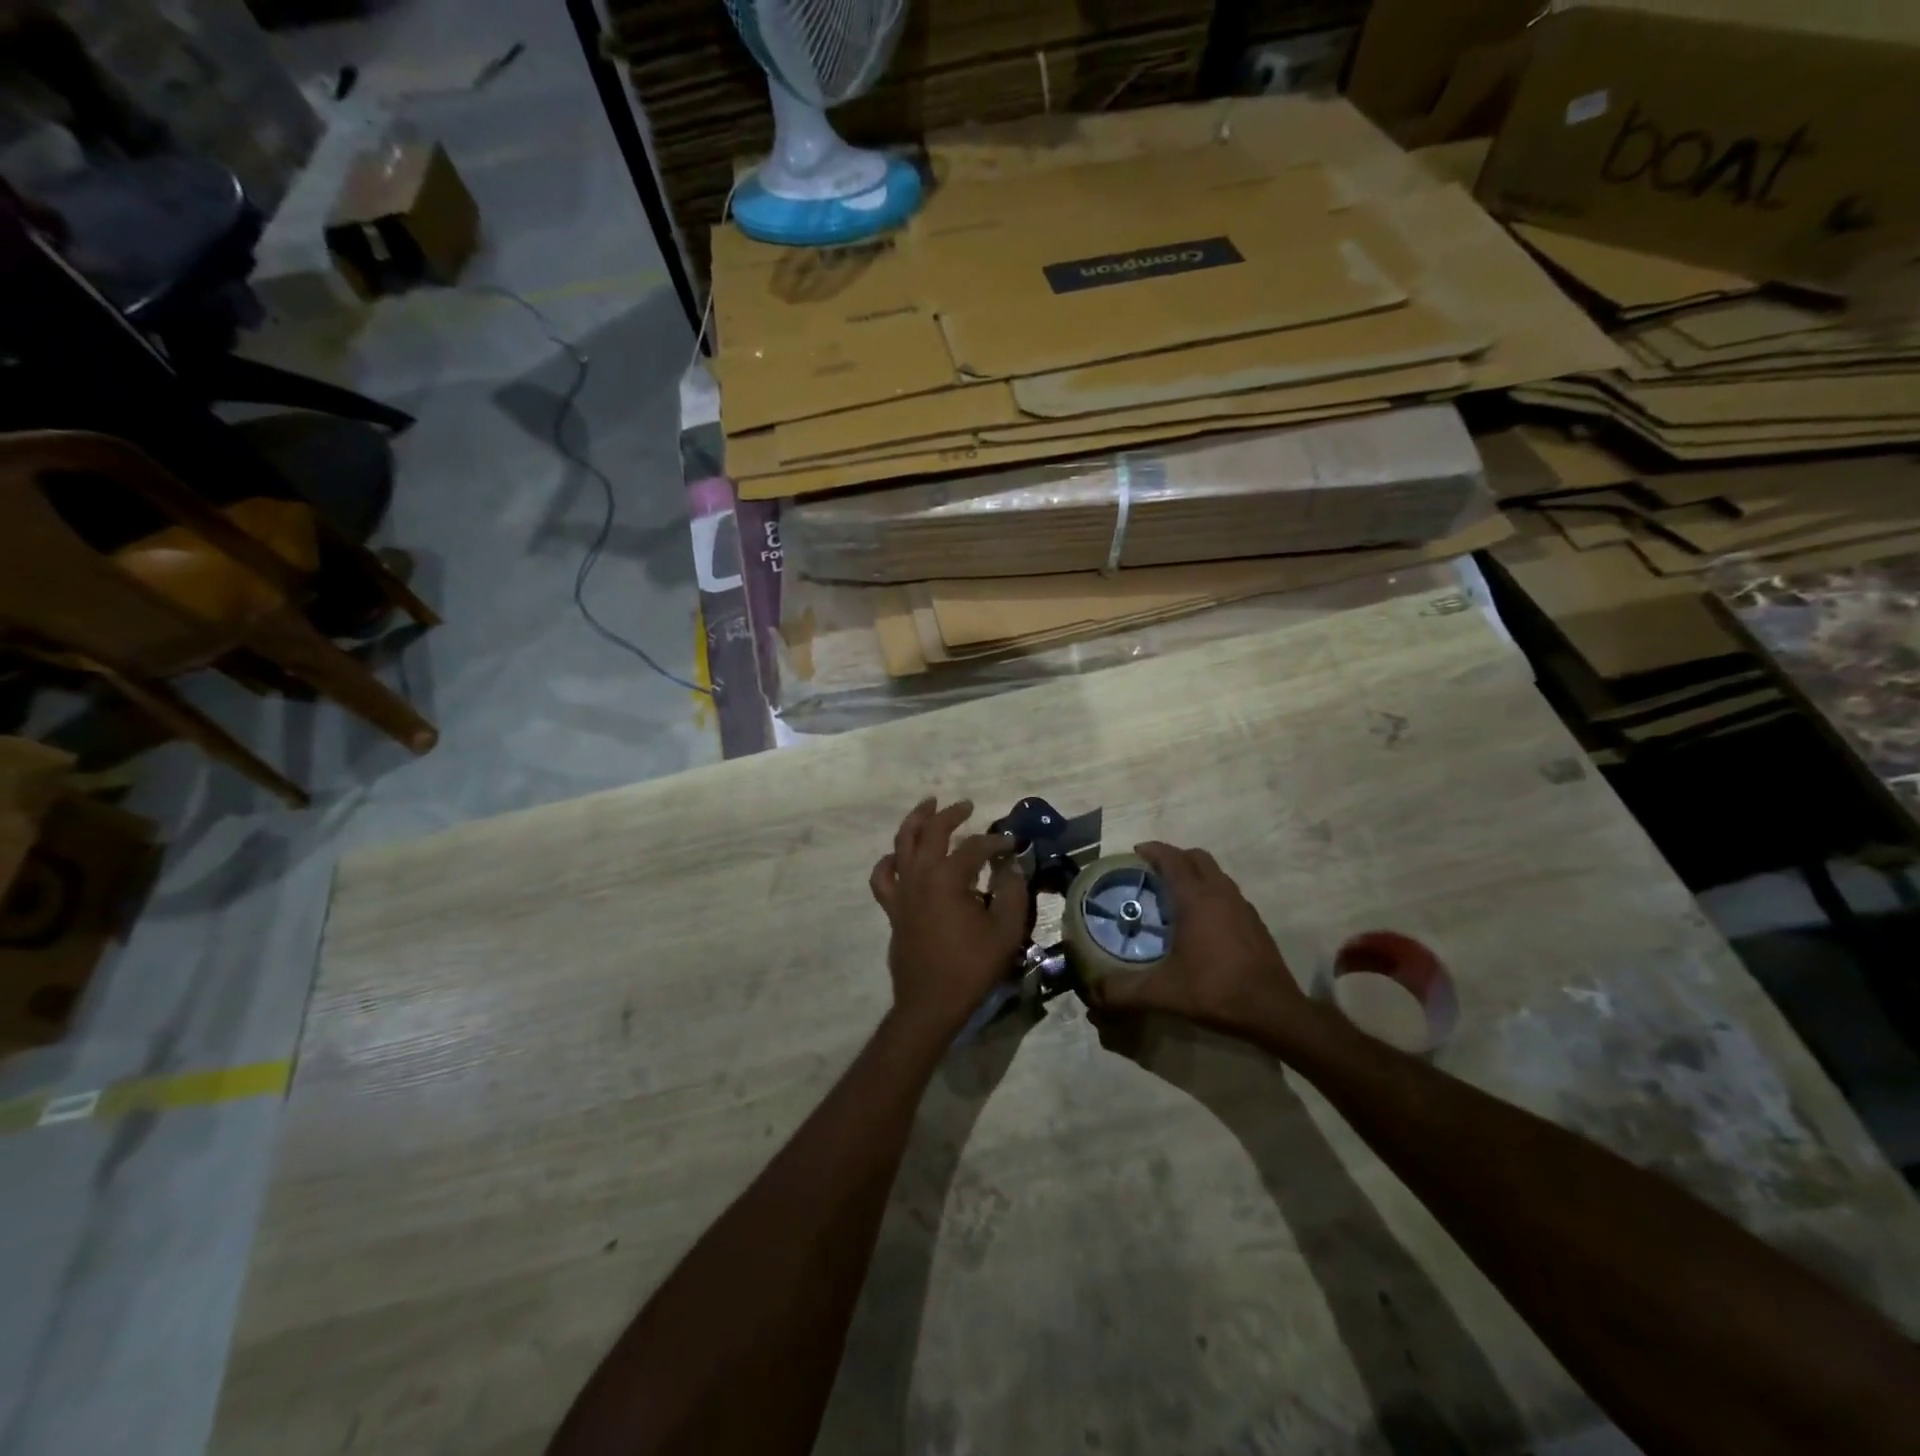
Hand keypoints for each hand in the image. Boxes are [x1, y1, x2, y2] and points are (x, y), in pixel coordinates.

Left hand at [870, 798, 1027, 1038]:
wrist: (931, 1003)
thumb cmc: (971, 967)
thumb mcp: (1006, 930)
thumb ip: (1013, 892)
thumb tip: (1011, 865)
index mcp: (948, 878)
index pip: (974, 847)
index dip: (995, 842)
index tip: (1011, 845)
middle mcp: (920, 875)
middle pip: (932, 832)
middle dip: (951, 814)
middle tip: (967, 805)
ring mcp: (901, 890)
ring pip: (901, 842)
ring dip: (916, 820)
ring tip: (928, 806)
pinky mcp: (892, 907)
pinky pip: (883, 875)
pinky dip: (889, 860)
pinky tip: (897, 855)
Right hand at [1091, 842, 1308, 1045]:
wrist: (1274, 1011)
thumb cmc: (1216, 990)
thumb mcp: (1163, 993)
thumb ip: (1123, 993)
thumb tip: (1091, 995)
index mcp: (1196, 898)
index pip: (1172, 858)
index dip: (1152, 851)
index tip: (1134, 853)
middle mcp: (1220, 892)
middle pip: (1196, 857)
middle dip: (1173, 858)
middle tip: (1151, 873)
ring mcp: (1242, 906)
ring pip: (1215, 874)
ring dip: (1194, 874)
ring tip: (1173, 896)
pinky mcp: (1255, 922)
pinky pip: (1227, 893)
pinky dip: (1210, 893)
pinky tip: (1201, 923)